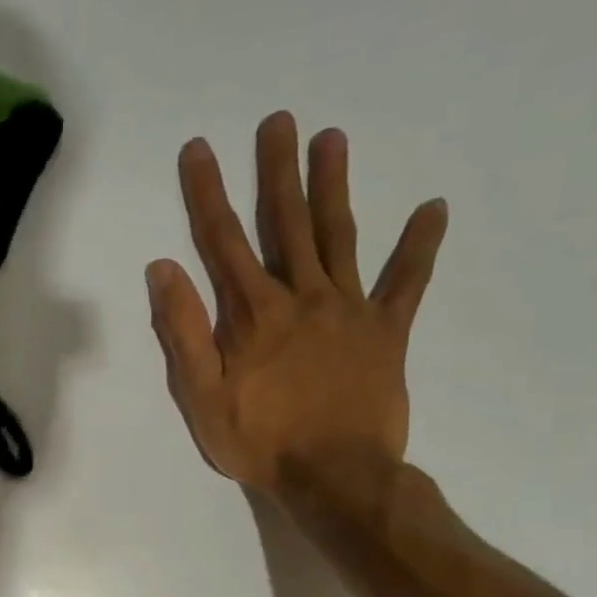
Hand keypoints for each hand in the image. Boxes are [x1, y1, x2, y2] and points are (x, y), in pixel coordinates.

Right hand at [147, 111, 447, 496]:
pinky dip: (420, 246)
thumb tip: (163, 269)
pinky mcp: (387, 332)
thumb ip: (183, 330)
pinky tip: (433, 209)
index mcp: (253, 313)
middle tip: (279, 120)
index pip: (222, 240)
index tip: (199, 149)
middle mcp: (302, 297)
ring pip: (340, 237)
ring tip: (333, 138)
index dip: (207, 192)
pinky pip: (407, 283)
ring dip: (333, 187)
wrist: (335, 477)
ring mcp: (350, 310)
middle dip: (277, 170)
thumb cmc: (259, 441)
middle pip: (287, 223)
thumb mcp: (200, 395)